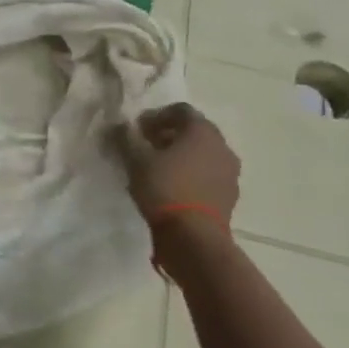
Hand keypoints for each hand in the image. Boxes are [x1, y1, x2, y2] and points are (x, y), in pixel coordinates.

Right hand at [120, 102, 240, 229]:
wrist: (194, 237)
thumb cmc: (165, 188)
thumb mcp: (135, 160)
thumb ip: (125, 138)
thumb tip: (118, 125)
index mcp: (202, 131)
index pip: (181, 110)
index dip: (157, 115)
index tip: (138, 129)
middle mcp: (221, 146)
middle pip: (195, 131)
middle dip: (170, 134)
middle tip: (147, 145)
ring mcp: (230, 172)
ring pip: (203, 153)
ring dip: (183, 155)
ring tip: (159, 168)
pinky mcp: (230, 195)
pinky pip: (209, 174)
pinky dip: (193, 174)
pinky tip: (174, 187)